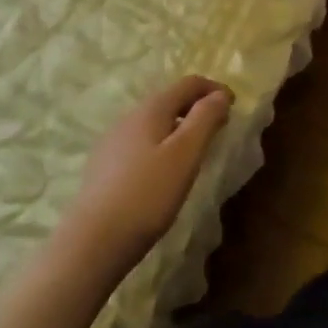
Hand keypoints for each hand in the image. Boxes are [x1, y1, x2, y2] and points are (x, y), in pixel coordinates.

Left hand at [72, 76, 233, 258]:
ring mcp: (112, 143)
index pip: (188, 83)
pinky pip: (141, 143)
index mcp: (150, 110)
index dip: (214, 89)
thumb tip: (220, 94)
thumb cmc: (148, 194)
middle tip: (219, 128)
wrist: (92, 243)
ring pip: (154, 123)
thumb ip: (206, 118)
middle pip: (170, 100)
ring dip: (180, 127)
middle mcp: (128, 118)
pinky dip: (162, 144)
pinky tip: (165, 171)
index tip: (234, 106)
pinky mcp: (104, 167)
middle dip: (197, 107)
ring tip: (196, 150)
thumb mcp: (186, 153)